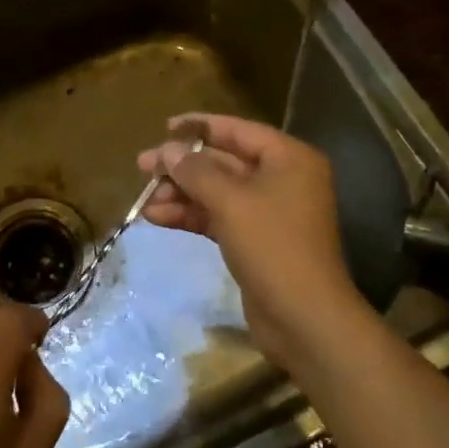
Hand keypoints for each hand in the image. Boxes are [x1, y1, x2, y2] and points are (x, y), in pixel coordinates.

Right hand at [138, 113, 371, 374]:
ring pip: (217, 191)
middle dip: (183, 166)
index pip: (238, 130)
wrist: (305, 320)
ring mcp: (268, 212)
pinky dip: (191, 215)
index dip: (199, 127)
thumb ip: (196, 171)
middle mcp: (282, 179)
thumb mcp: (231, 202)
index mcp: (288, 158)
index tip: (164, 128)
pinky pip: (218, 217)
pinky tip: (157, 218)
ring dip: (181, 193)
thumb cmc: (273, 246)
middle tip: (143, 166)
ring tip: (145, 199)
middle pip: (224, 161)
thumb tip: (167, 150)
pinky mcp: (256, 240)